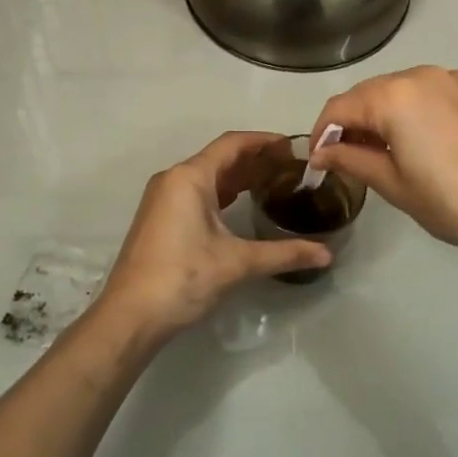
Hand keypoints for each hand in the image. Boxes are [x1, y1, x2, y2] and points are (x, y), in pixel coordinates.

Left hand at [94, 132, 332, 341]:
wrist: (130, 315)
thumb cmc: (183, 277)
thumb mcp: (237, 263)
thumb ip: (284, 253)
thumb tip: (326, 254)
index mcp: (190, 177)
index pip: (232, 144)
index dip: (264, 141)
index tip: (294, 146)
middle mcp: (173, 179)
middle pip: (220, 157)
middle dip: (255, 159)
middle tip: (291, 167)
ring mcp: (163, 199)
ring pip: (207, 176)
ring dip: (239, 177)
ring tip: (274, 182)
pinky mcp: (160, 219)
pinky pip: (197, 193)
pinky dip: (222, 193)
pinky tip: (243, 205)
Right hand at [310, 66, 457, 265]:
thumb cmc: (450, 202)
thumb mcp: (393, 184)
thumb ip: (351, 159)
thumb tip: (321, 152)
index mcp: (393, 96)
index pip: (340, 107)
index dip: (322, 133)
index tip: (317, 160)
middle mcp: (421, 75)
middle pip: (370, 93)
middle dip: (353, 122)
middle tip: (347, 158)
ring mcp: (454, 79)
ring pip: (402, 90)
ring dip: (384, 114)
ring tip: (385, 150)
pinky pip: (433, 93)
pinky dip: (417, 110)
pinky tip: (423, 141)